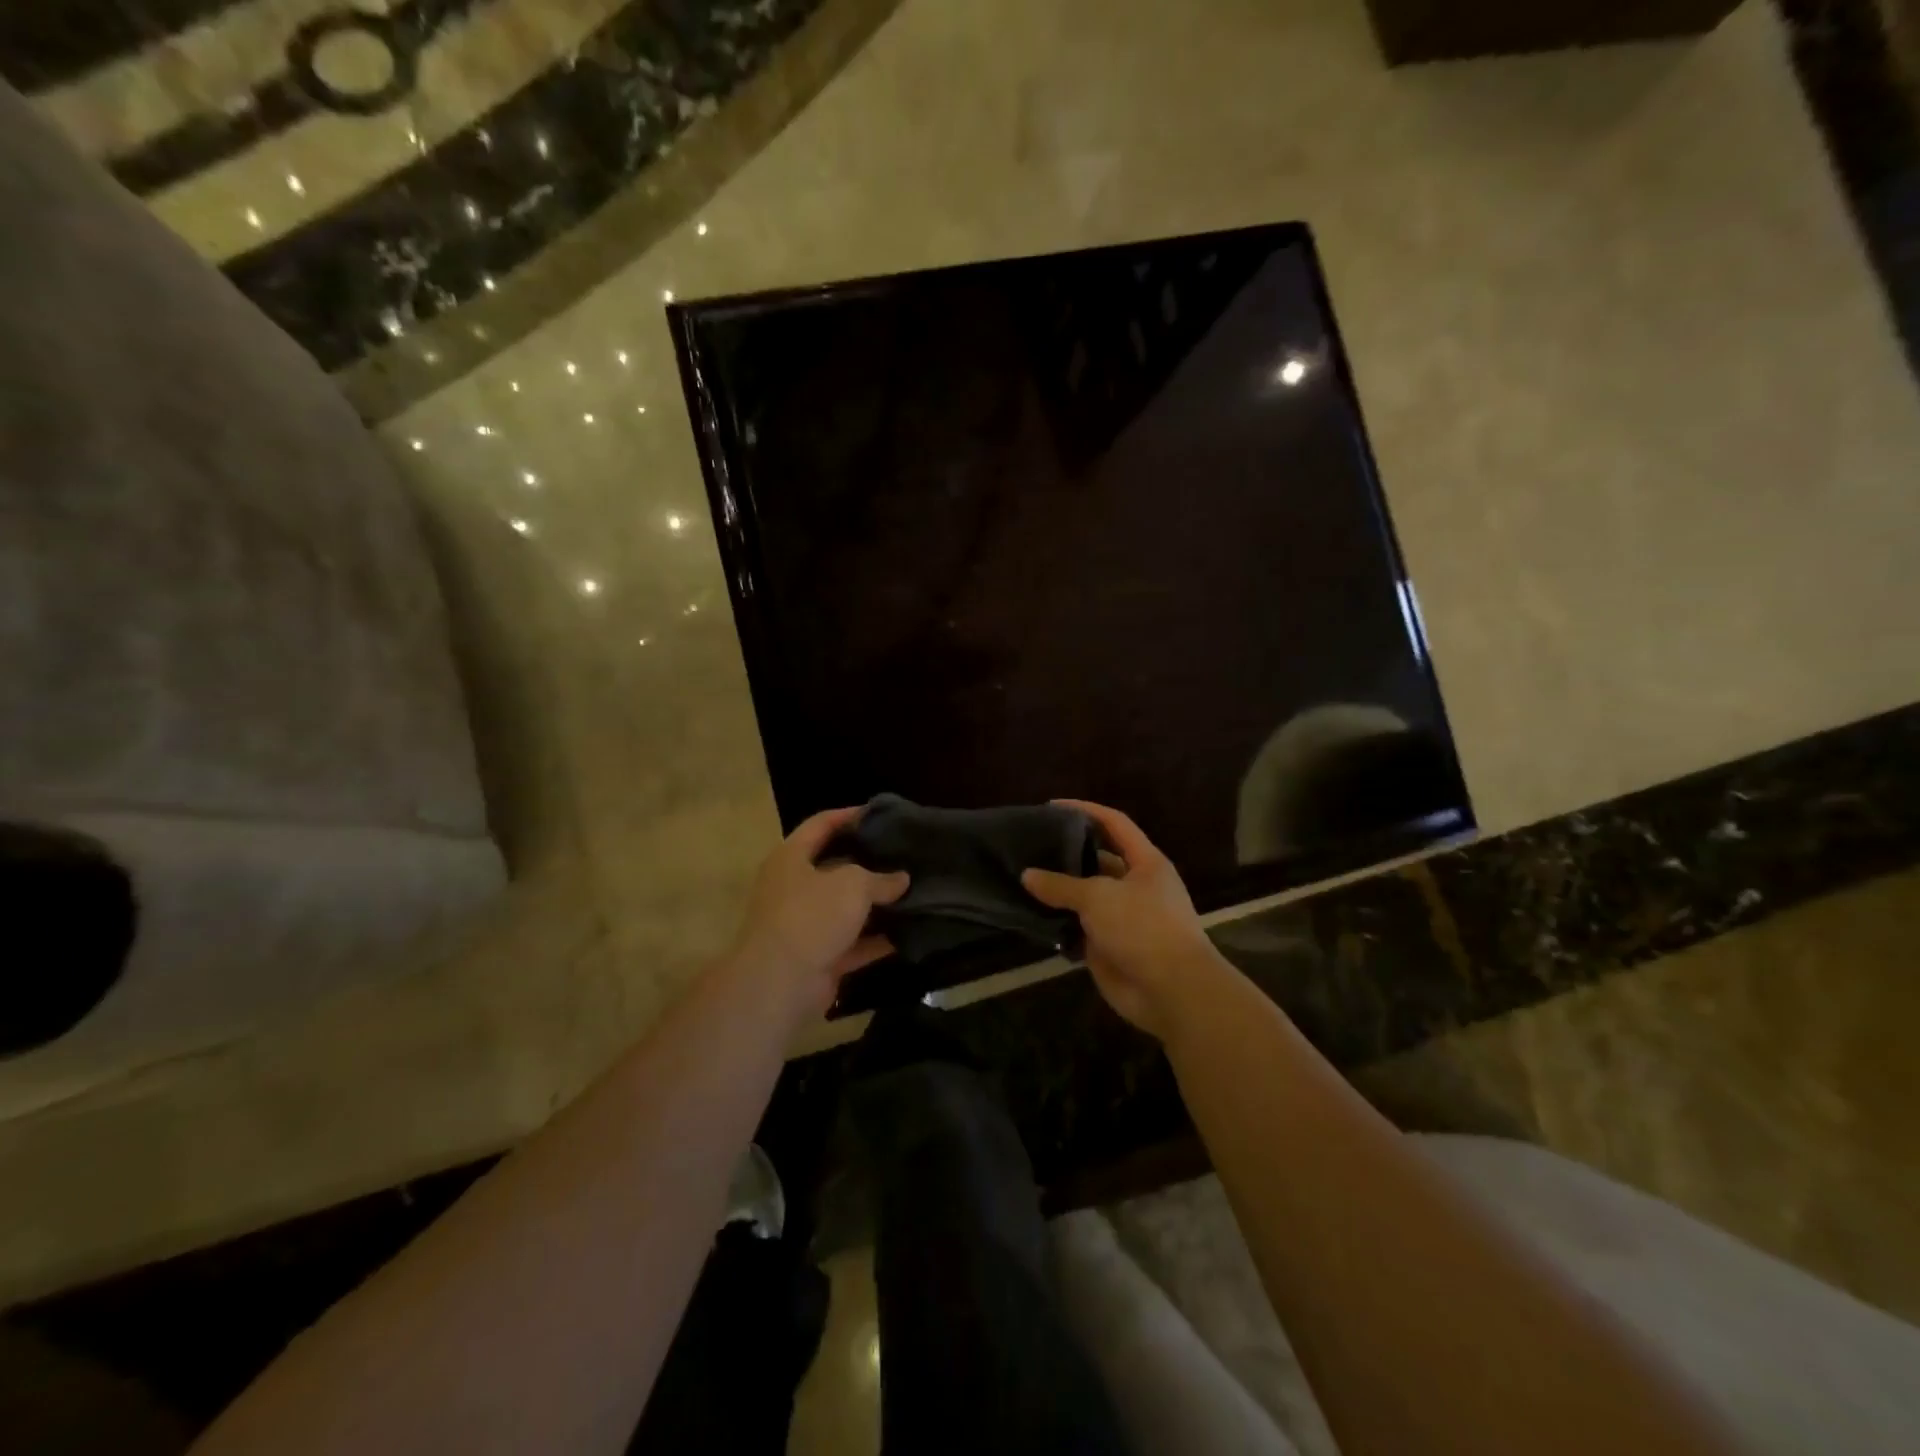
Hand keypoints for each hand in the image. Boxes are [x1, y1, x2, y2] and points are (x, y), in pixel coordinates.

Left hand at [730, 807, 909, 1015]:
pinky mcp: (818, 958)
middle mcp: (793, 888)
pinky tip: (907, 934)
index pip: (820, 825)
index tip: (880, 814)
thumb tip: (901, 879)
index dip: (848, 815)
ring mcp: (804, 925)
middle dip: (868, 863)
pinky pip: (852, 943)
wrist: (780, 983)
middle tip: (903, 855)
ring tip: (912, 892)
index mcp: (791, 858)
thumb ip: (880, 878)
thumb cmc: (811, 916)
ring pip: (845, 908)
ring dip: (875, 905)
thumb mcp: (852, 884)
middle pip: (834, 867)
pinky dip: (876, 940)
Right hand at [1023, 801, 1224, 1039]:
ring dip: (1058, 891)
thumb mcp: (1099, 897)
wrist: (1171, 990)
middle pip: (1097, 860)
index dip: (1086, 810)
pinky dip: (1058, 924)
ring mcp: (1122, 917)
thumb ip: (1061, 885)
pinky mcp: (1108, 946)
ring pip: (1085, 897)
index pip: (1114, 824)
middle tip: (1030, 846)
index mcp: (1145, 863)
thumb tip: (1027, 875)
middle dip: (1066, 853)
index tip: (1052, 806)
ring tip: (1023, 878)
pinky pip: (1078, 928)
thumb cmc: (1143, 928)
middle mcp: (1135, 886)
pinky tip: (1030, 916)